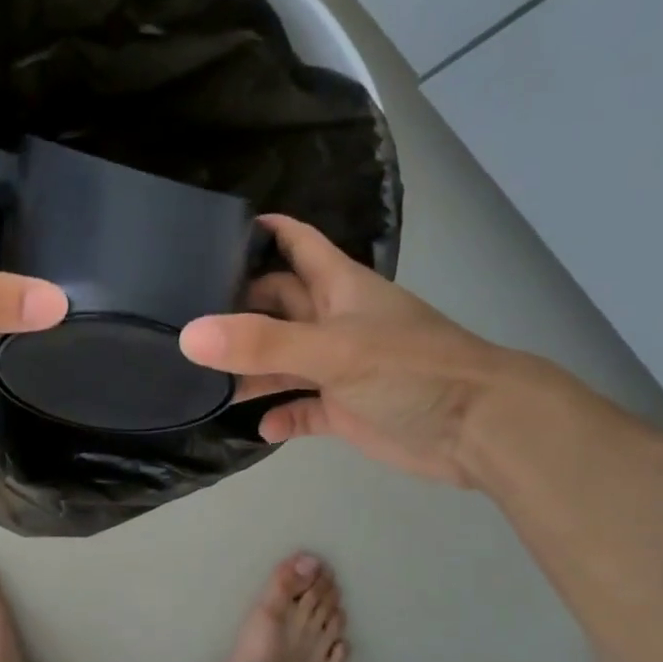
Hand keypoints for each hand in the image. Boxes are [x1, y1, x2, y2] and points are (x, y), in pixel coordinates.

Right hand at [178, 216, 509, 484]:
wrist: (478, 428)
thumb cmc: (410, 369)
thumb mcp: (333, 350)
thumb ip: (262, 343)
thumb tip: (189, 335)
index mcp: (338, 288)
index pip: (296, 244)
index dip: (262, 233)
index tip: (212, 235)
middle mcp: (334, 321)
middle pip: (277, 304)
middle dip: (238, 308)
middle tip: (185, 318)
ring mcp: (339, 368)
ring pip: (282, 360)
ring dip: (250, 369)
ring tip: (203, 379)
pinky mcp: (345, 409)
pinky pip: (302, 408)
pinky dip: (281, 415)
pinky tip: (261, 426)